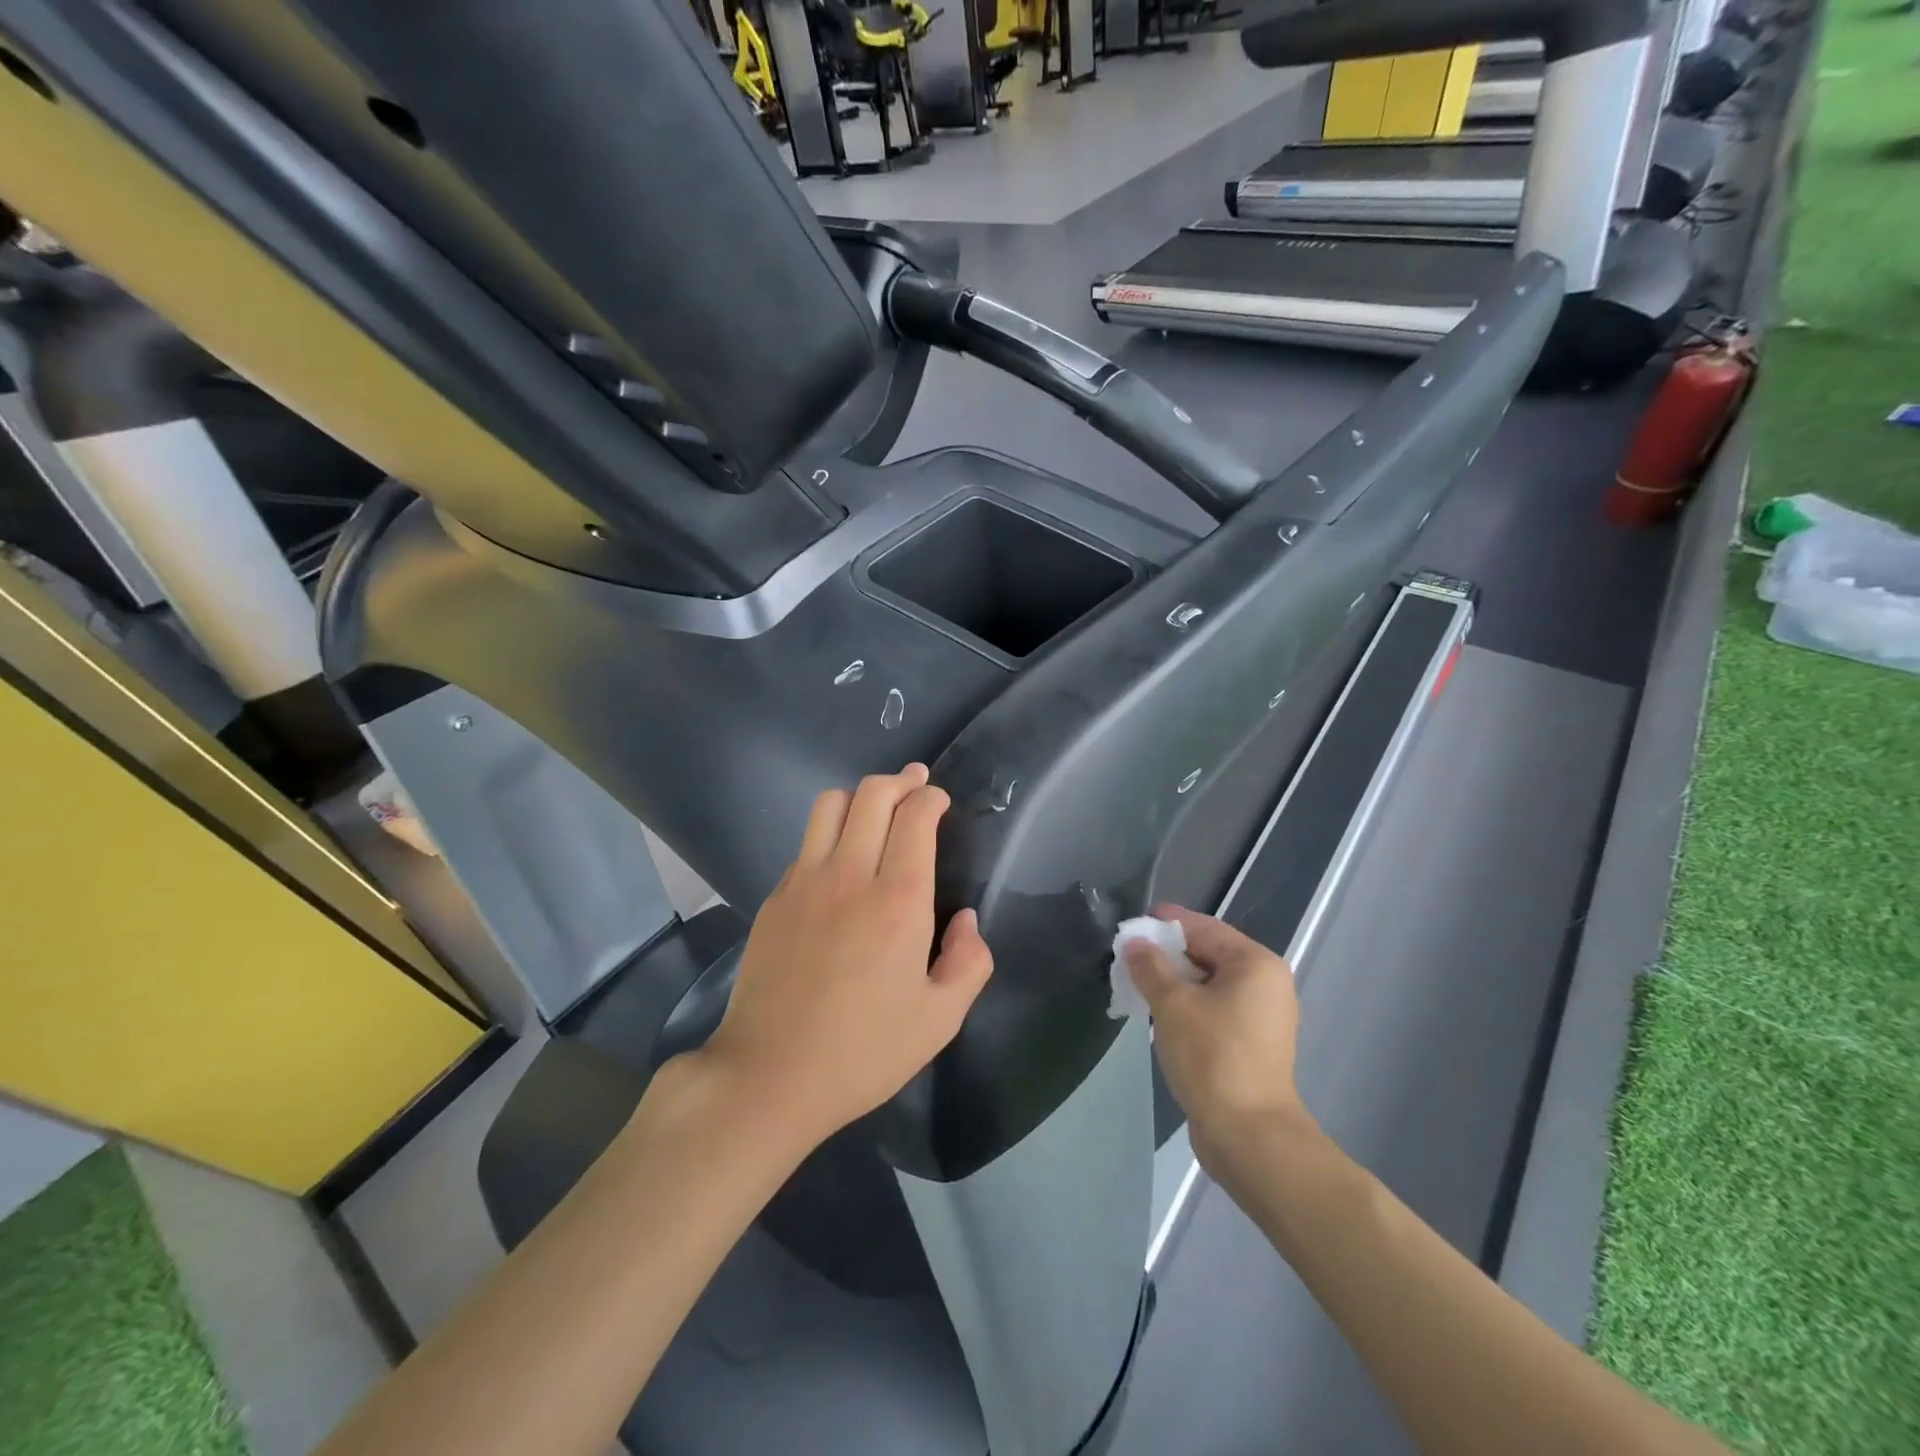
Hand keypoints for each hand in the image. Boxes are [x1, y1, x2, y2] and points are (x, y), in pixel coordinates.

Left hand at [701, 763, 993, 1149]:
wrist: (769, 1076)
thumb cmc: (862, 1052)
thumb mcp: (939, 1021)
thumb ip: (969, 962)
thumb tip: (965, 919)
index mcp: (898, 902)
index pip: (915, 817)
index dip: (931, 798)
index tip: (940, 802)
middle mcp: (850, 877)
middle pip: (872, 795)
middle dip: (901, 781)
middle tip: (916, 785)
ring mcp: (804, 883)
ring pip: (830, 805)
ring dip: (860, 796)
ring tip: (877, 809)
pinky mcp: (775, 898)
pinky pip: (807, 843)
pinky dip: (830, 833)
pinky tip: (841, 861)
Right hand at [1125, 905, 1308, 1177]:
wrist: (1248, 1135)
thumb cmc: (1212, 1056)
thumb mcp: (1172, 1004)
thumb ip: (1149, 966)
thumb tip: (1133, 942)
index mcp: (1255, 963)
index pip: (1204, 928)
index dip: (1165, 924)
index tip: (1131, 926)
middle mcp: (1266, 984)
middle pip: (1208, 954)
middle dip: (1167, 955)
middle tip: (1128, 958)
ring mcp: (1263, 1016)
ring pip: (1210, 984)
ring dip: (1175, 983)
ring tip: (1137, 985)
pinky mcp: (1253, 1044)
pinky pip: (1215, 1009)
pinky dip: (1188, 1006)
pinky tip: (1159, 1015)